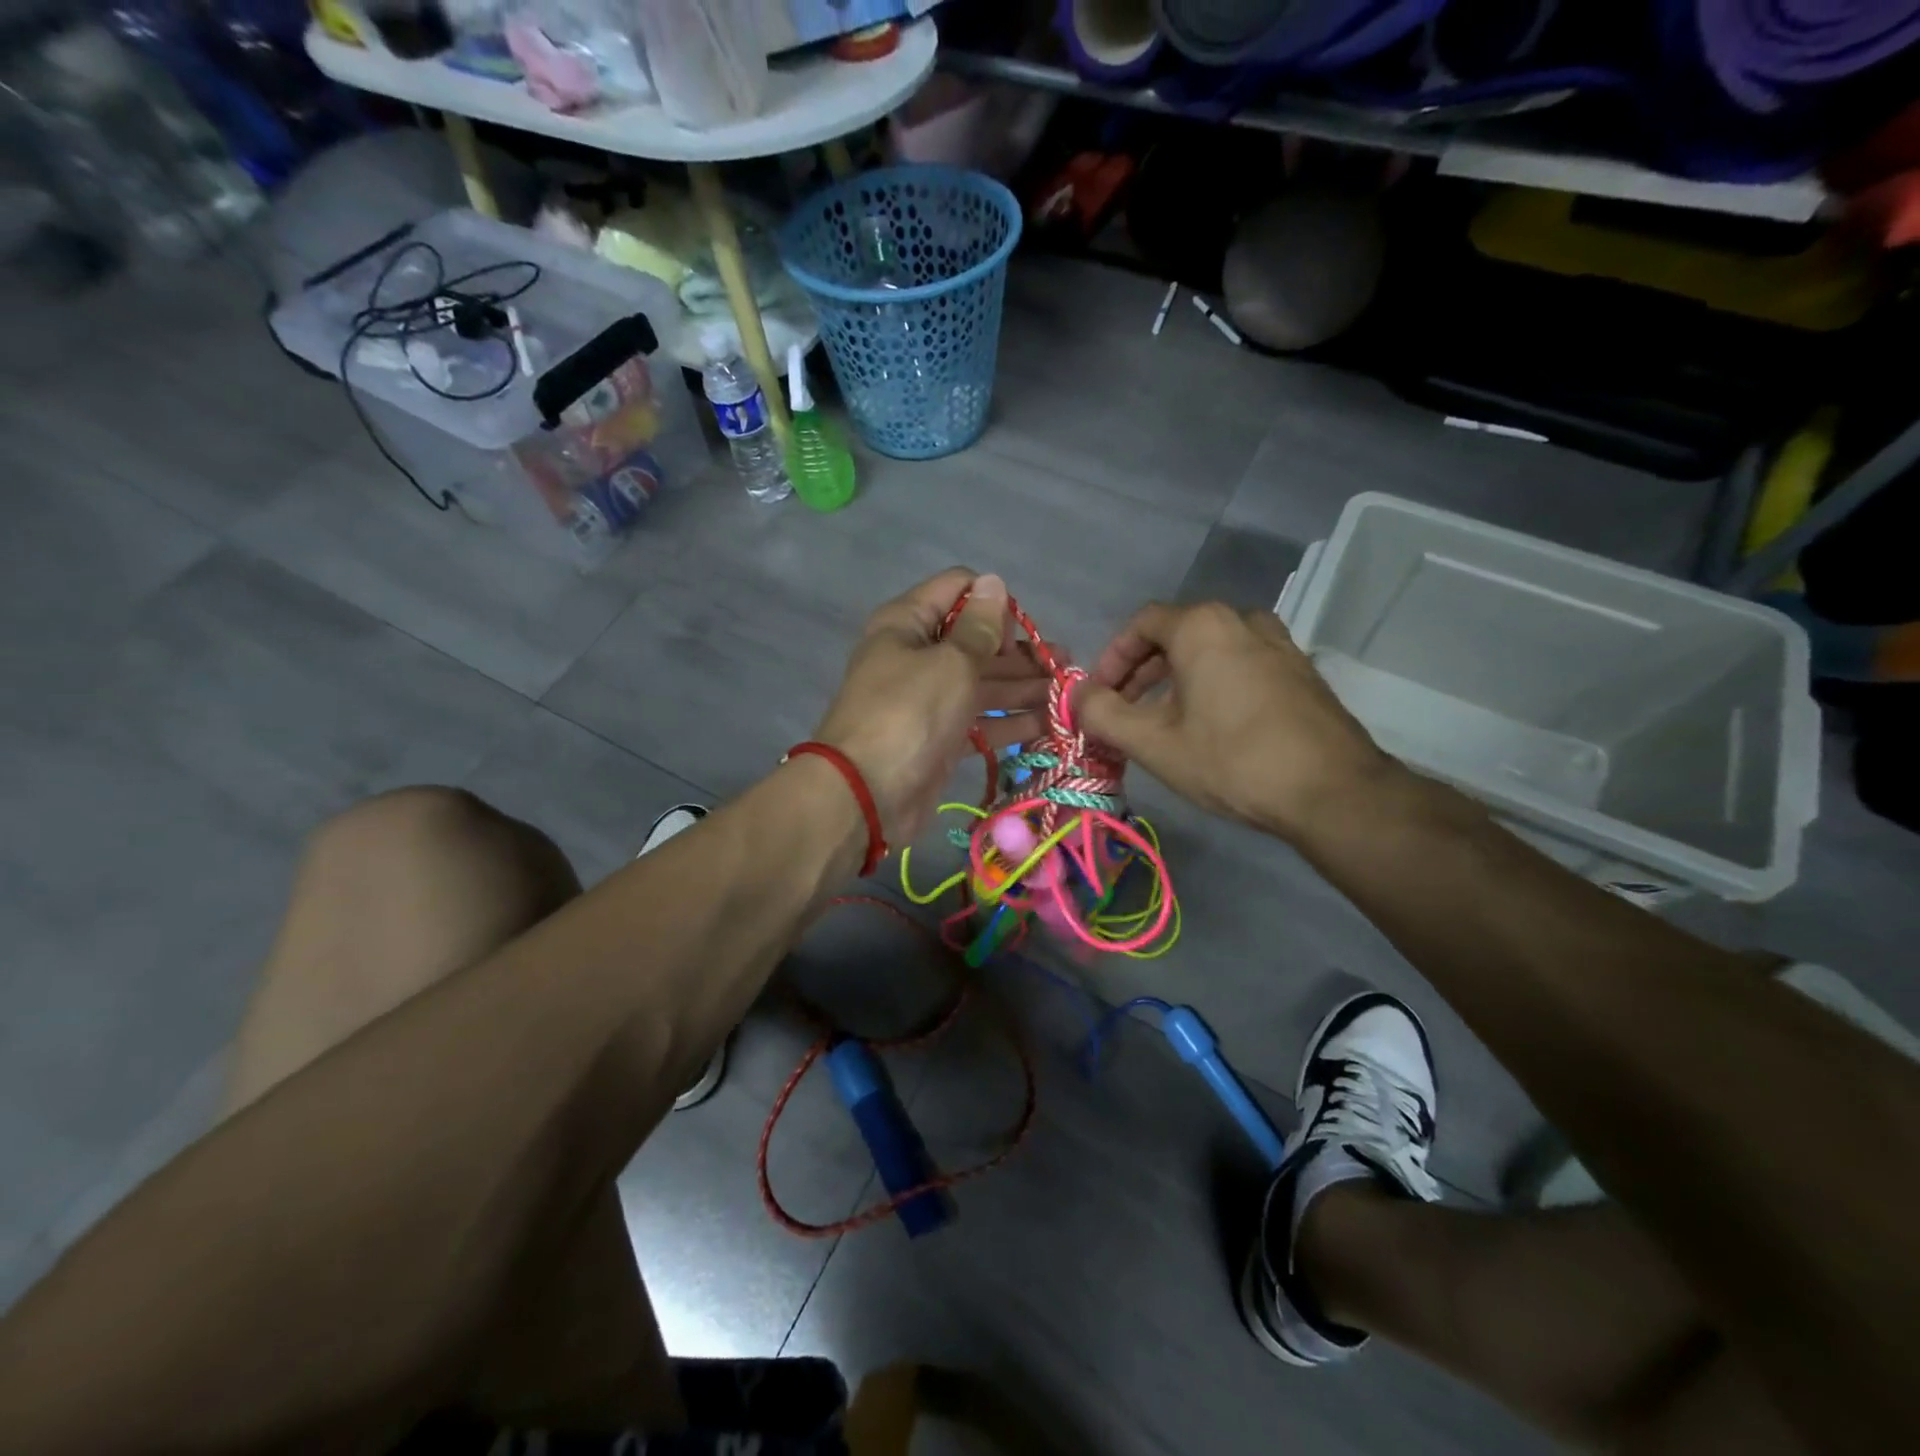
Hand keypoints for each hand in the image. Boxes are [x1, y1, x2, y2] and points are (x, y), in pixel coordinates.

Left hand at [813, 569, 1047, 843]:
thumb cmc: (909, 713)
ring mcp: (929, 699)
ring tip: (1068, 693)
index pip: (957, 589)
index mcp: (909, 623)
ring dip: (1024, 686)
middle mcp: (918, 655)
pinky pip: (981, 721)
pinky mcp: (940, 738)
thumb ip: (980, 626)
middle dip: (1020, 651)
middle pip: (976, 641)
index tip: (1016, 634)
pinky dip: (1010, 721)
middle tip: (1066, 664)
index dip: (992, 602)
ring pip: (983, 684)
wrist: (867, 794)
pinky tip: (1049, 724)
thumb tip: (994, 582)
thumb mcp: (951, 661)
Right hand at [1075, 601, 1396, 840]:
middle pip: (1176, 634)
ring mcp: (1279, 644)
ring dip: (1177, 678)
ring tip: (1163, 720)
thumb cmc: (1231, 760)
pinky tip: (1210, 726)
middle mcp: (1242, 621)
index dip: (1111, 658)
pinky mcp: (1300, 672)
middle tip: (1124, 711)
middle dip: (1141, 672)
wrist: (1332, 791)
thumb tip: (1078, 696)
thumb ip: (1103, 714)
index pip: (1141, 624)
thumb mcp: (1152, 742)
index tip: (1100, 696)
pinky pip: (1242, 664)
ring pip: (1211, 650)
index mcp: (1202, 627)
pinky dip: (1213, 684)